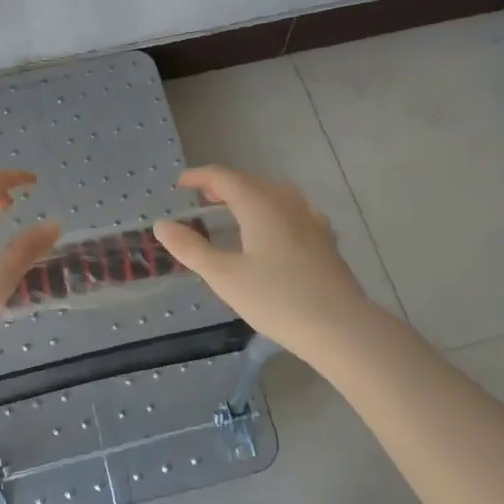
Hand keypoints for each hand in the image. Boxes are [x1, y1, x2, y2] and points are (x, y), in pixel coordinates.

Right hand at [152, 165, 374, 355]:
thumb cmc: (276, 299)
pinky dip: (271, 210)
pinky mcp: (325, 238)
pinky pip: (291, 210)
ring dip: (248, 195)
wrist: (340, 327)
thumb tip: (162, 225)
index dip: (199, 177)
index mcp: (259, 204)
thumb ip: (191, 248)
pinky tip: (272, 230)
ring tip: (232, 211)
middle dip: (222, 185)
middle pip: (250, 181)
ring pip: (273, 194)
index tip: (179, 185)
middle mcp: (286, 202)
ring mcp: (310, 218)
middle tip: (201, 198)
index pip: (224, 177)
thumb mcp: (224, 276)